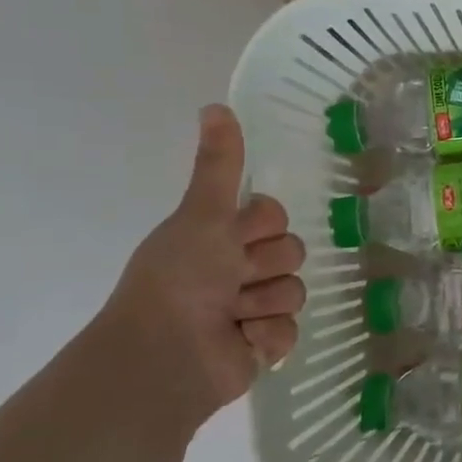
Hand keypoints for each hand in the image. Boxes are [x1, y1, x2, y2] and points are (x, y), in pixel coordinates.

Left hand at [95, 104, 305, 425]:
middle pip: (292, 251)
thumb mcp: (202, 215)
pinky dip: (267, 336)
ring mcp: (253, 308)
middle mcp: (238, 269)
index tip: (235, 238)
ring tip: (233, 317)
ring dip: (264, 303)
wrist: (165, 356)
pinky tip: (243, 342)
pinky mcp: (264, 345)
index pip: (275, 215)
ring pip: (296, 290)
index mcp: (221, 237)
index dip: (260, 226)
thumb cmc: (180, 279)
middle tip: (232, 281)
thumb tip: (216, 105)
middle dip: (265, 267)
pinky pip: (292, 329)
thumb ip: (218, 165)